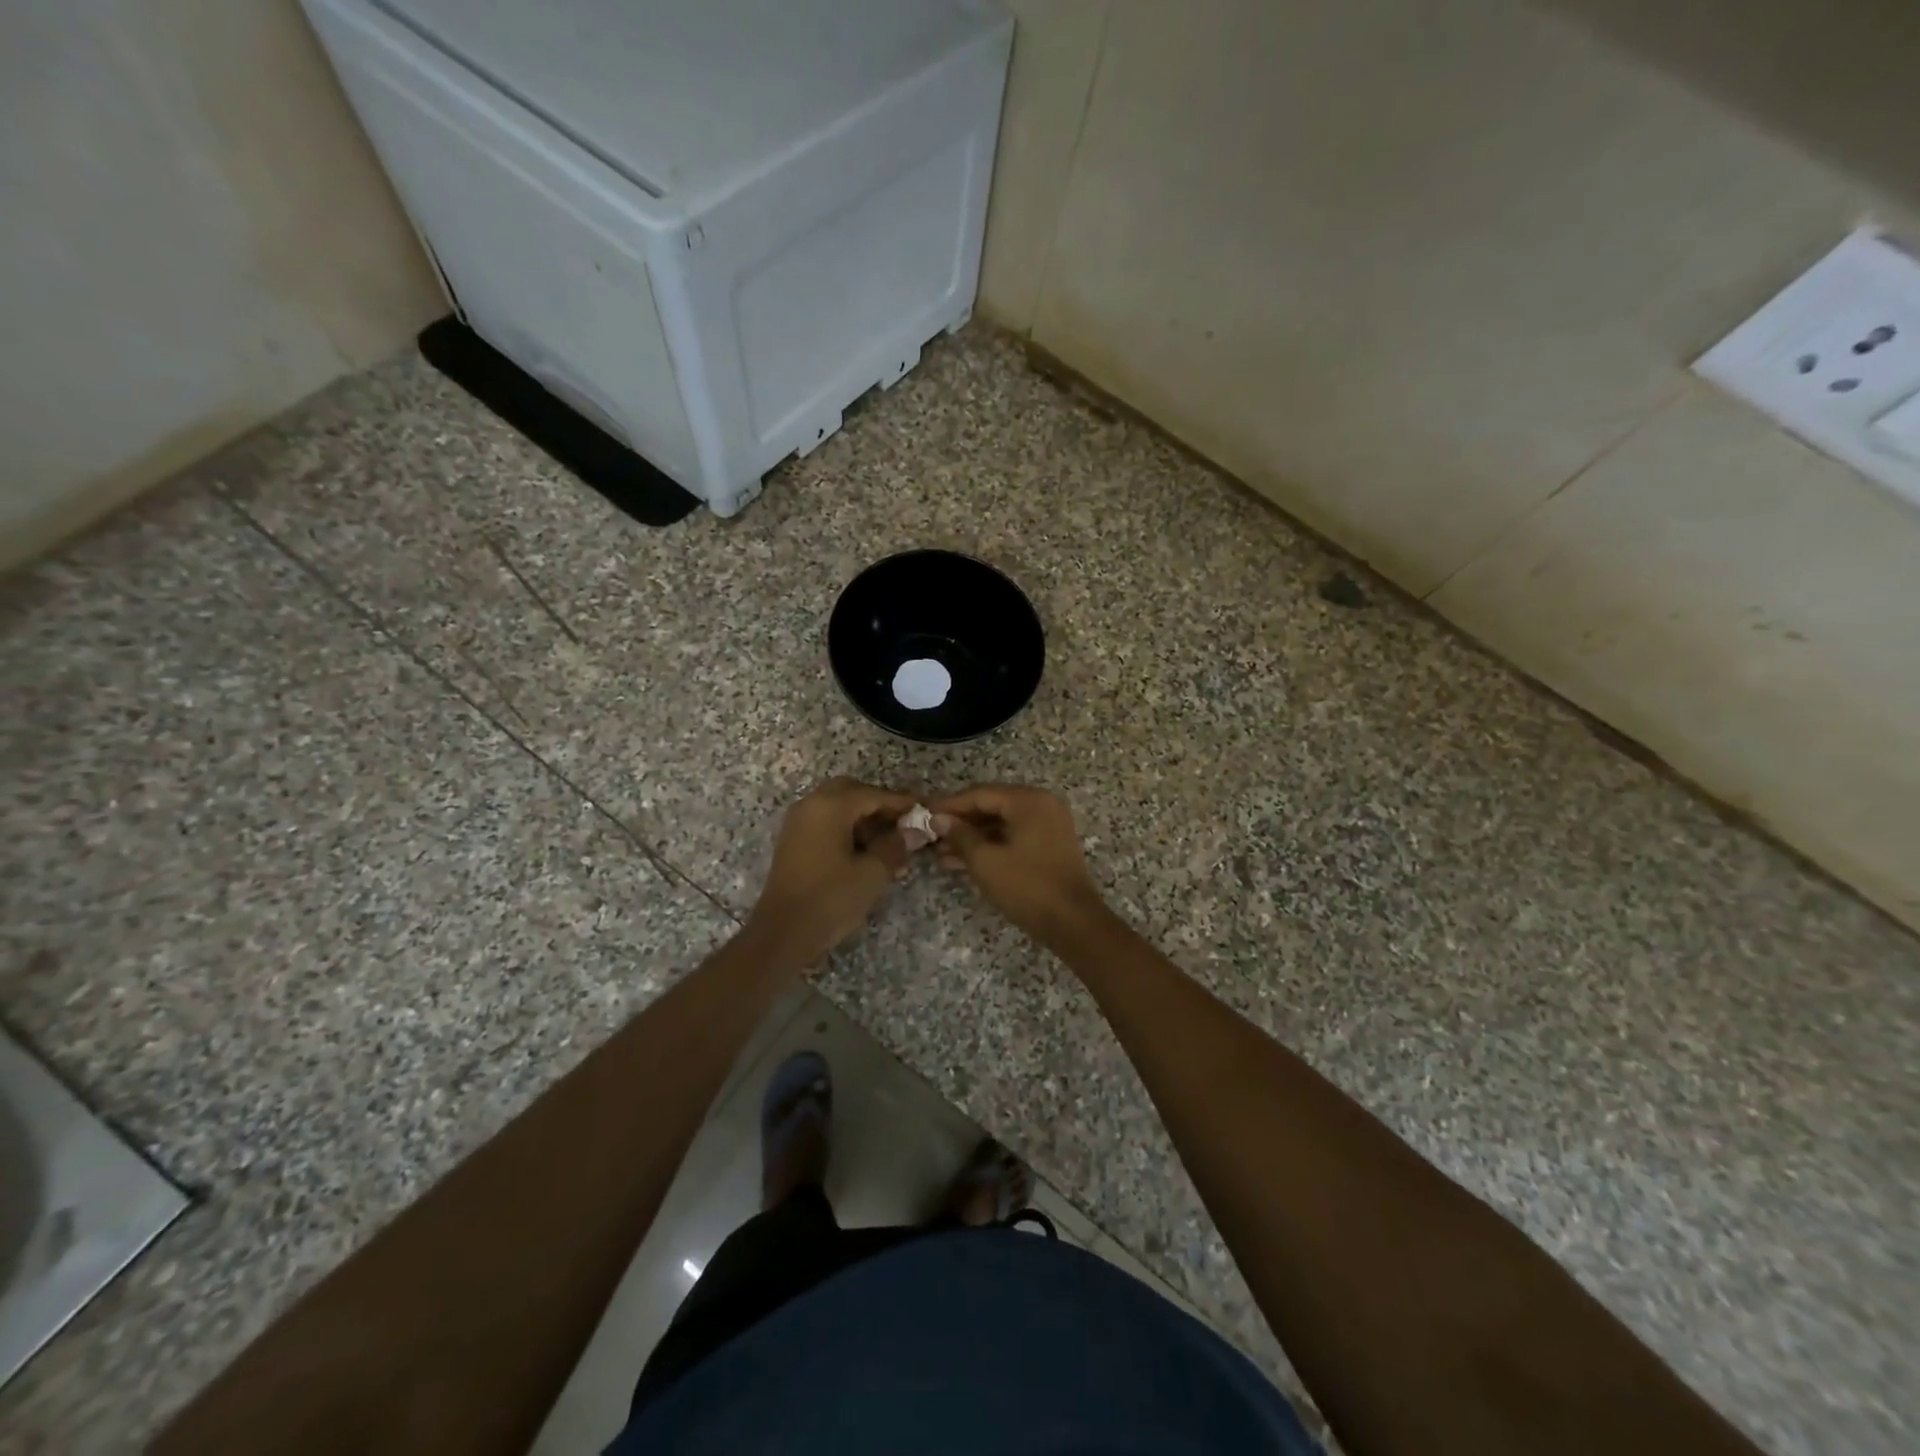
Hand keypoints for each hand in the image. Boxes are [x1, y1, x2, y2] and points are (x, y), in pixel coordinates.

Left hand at [746, 778, 924, 966]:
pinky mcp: (793, 841)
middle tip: (902, 824)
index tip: (923, 810)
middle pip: (852, 792)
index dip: (900, 802)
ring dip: (863, 819)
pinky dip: (846, 830)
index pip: (873, 794)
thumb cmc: (831, 899)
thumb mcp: (872, 873)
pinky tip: (865, 855)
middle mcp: (811, 805)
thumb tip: (915, 831)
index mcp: (830, 806)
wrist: (783, 933)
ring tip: (889, 847)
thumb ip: (895, 846)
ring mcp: (798, 823)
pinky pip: (825, 823)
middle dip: (879, 806)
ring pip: (837, 807)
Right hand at [930, 785, 1107, 944]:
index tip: (924, 815)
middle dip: (961, 823)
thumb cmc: (1027, 887)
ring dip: (972, 838)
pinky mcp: (1048, 845)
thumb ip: (960, 836)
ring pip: (1001, 824)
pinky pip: (1013, 837)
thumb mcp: (986, 861)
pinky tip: (961, 862)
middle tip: (931, 836)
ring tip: (940, 853)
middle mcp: (1041, 805)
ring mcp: (1048, 825)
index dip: (950, 805)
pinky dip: (990, 847)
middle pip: (992, 806)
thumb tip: (938, 819)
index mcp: (1029, 801)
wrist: (1073, 923)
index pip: (981, 794)